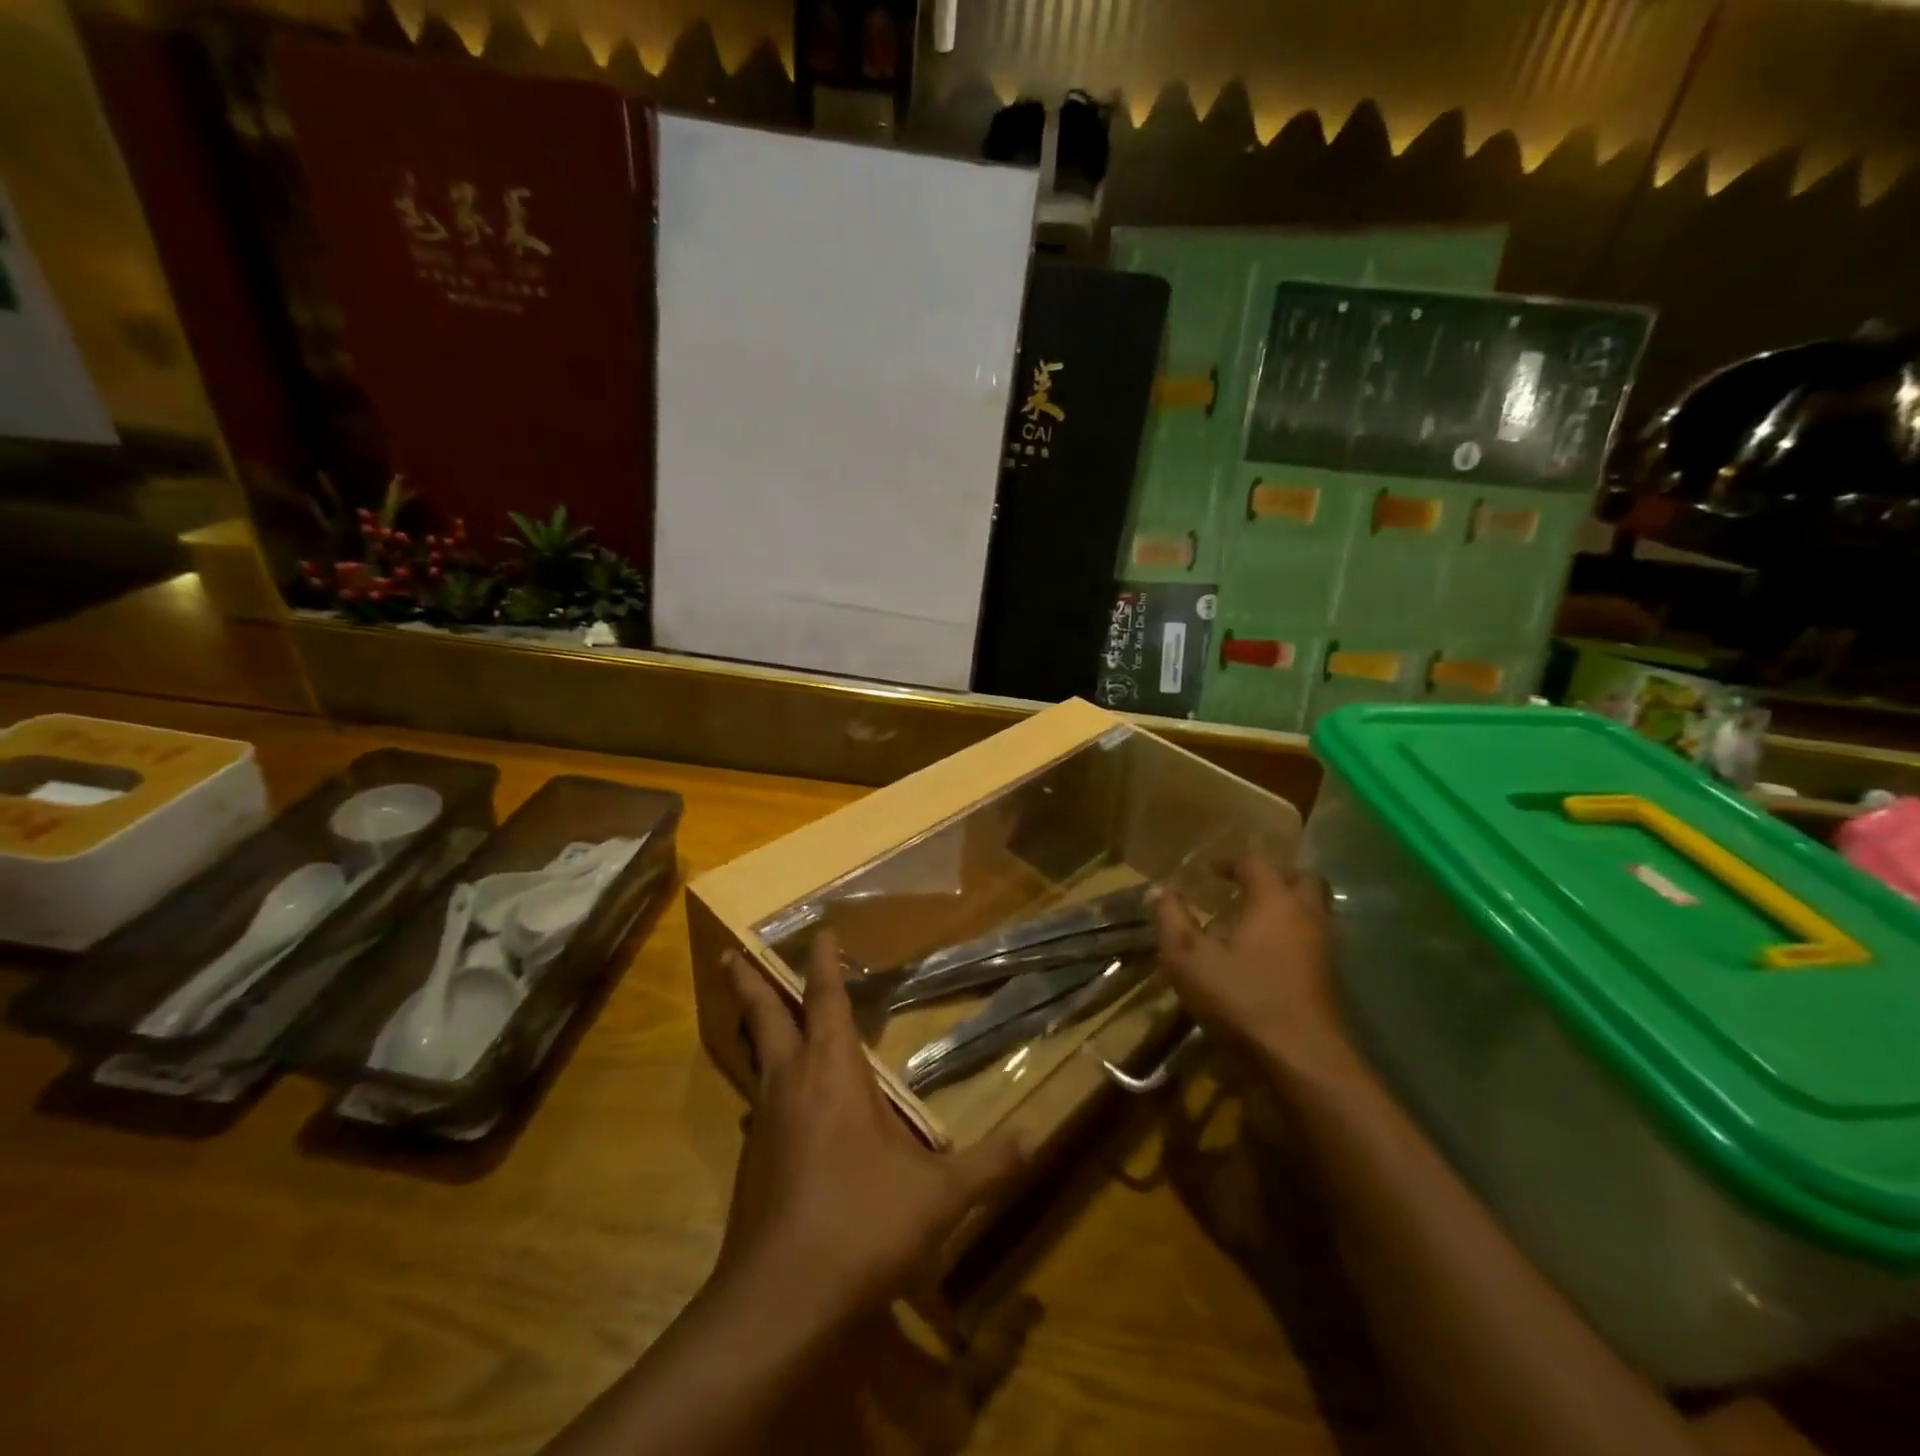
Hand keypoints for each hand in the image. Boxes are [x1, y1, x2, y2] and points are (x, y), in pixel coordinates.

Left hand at [716, 935, 1028, 1330]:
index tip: (820, 933)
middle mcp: (790, 1085)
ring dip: (756, 1033)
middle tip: (728, 957)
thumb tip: (1036, 1137)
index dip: (823, 964)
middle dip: (748, 984)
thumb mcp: (938, 1197)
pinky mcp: (752, 1164)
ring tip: (760, 1021)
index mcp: (832, 1072)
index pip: (825, 1000)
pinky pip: (758, 1106)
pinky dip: (766, 1087)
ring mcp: (763, 1124)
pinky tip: (781, 1110)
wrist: (781, 1302)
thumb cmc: (862, 1223)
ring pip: (757, 1062)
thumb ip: (988, 1166)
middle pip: (765, 1018)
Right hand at [1151, 856, 1348, 1074]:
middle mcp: (1304, 916)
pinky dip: (1288, 934)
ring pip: (1309, 910)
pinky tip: (1259, 954)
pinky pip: (1309, 938)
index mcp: (1273, 901)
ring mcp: (1321, 948)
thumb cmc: (1241, 998)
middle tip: (1240, 886)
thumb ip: (1171, 919)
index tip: (1206, 870)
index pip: (1255, 862)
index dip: (1229, 861)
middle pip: (1298, 879)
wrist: (1300, 1060)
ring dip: (1282, 906)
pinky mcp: (1325, 978)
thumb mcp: (1188, 958)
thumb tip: (1157, 889)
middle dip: (1270, 876)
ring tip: (1246, 919)